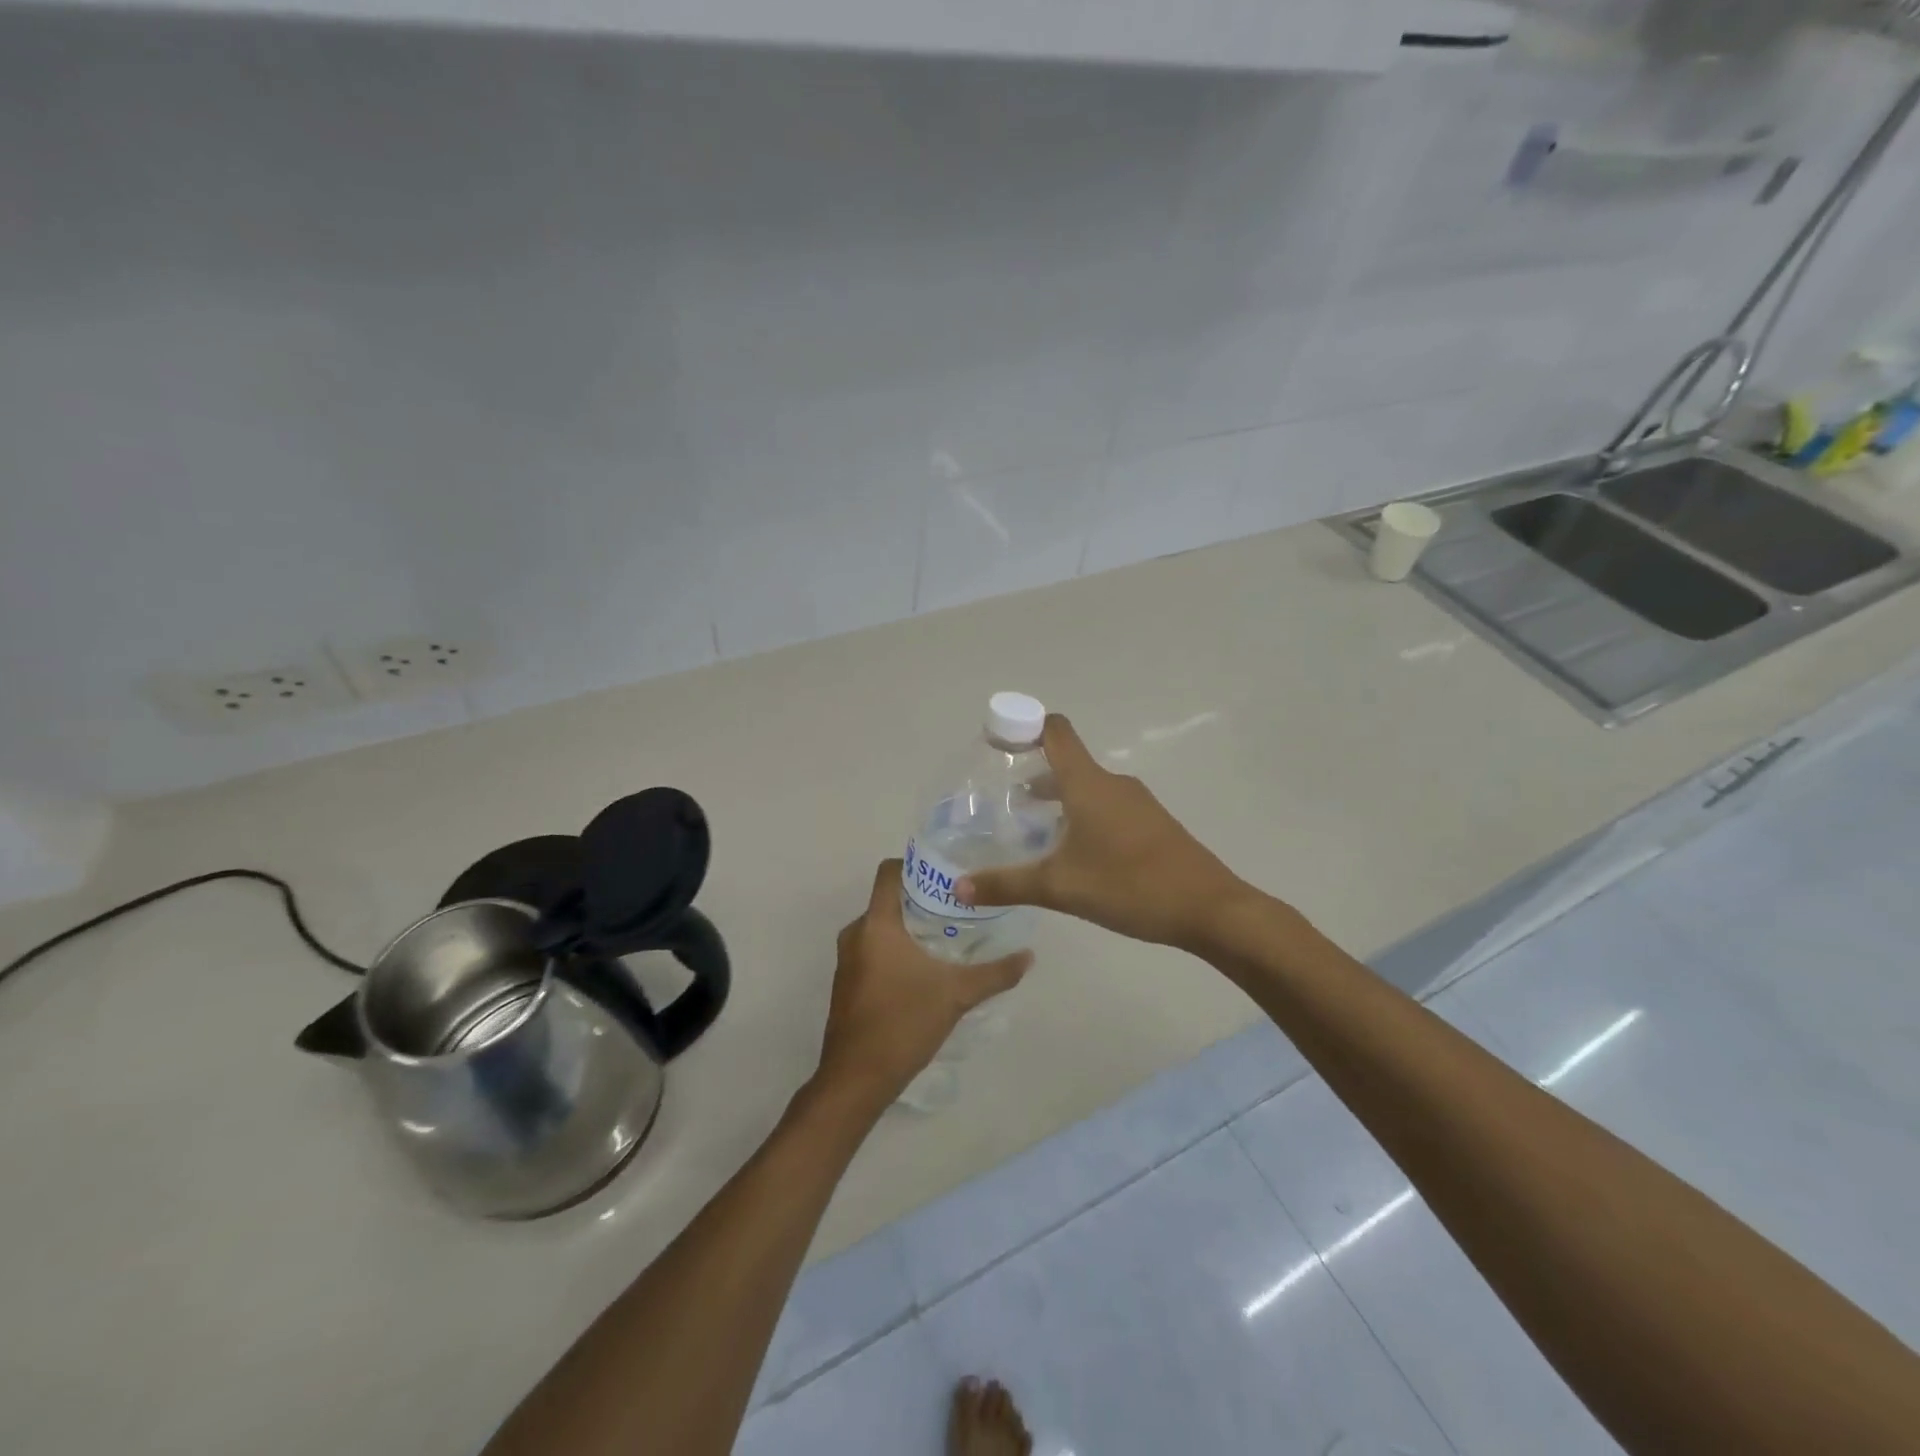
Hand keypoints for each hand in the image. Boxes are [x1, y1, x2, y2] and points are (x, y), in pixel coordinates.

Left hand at [814, 860, 1031, 1110]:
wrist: (857, 1079)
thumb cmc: (903, 1023)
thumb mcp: (957, 995)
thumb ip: (995, 973)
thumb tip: (1029, 956)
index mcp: (876, 924)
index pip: (889, 872)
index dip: (916, 864)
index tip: (947, 872)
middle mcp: (855, 934)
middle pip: (888, 899)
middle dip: (921, 898)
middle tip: (958, 904)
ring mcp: (847, 960)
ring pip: (881, 926)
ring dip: (910, 926)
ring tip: (947, 934)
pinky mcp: (847, 982)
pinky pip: (873, 948)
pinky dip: (896, 948)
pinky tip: (925, 966)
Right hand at [957, 714, 1248, 953]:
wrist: (1209, 908)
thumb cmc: (1129, 886)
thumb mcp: (1059, 887)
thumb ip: (1007, 885)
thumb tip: (958, 888)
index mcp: (1088, 784)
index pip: (1055, 732)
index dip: (1024, 726)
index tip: (996, 741)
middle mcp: (1112, 783)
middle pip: (1067, 761)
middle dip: (1033, 773)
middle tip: (1002, 800)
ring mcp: (1136, 802)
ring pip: (1087, 787)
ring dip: (1058, 798)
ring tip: (1032, 828)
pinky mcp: (1151, 824)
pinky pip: (1107, 805)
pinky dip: (1082, 814)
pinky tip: (1073, 851)